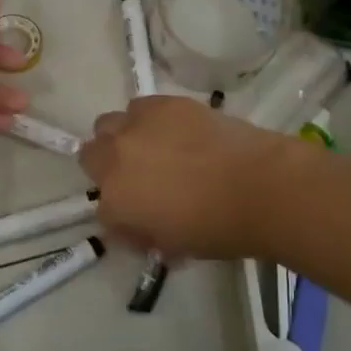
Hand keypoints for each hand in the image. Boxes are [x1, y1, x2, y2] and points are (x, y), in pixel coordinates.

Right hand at [79, 95, 287, 260]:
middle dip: (107, 166)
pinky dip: (149, 119)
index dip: (123, 214)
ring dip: (123, 137)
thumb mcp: (172, 246)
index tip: (142, 217)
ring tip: (153, 147)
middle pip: (90, 156)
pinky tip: (174, 130)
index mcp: (116, 202)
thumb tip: (140, 222)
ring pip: (109, 125)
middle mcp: (115, 160)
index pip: (102, 210)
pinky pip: (140, 107)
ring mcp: (137, 126)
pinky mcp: (162, 104)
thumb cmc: (219, 228)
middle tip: (137, 176)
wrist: (259, 186)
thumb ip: (144, 232)